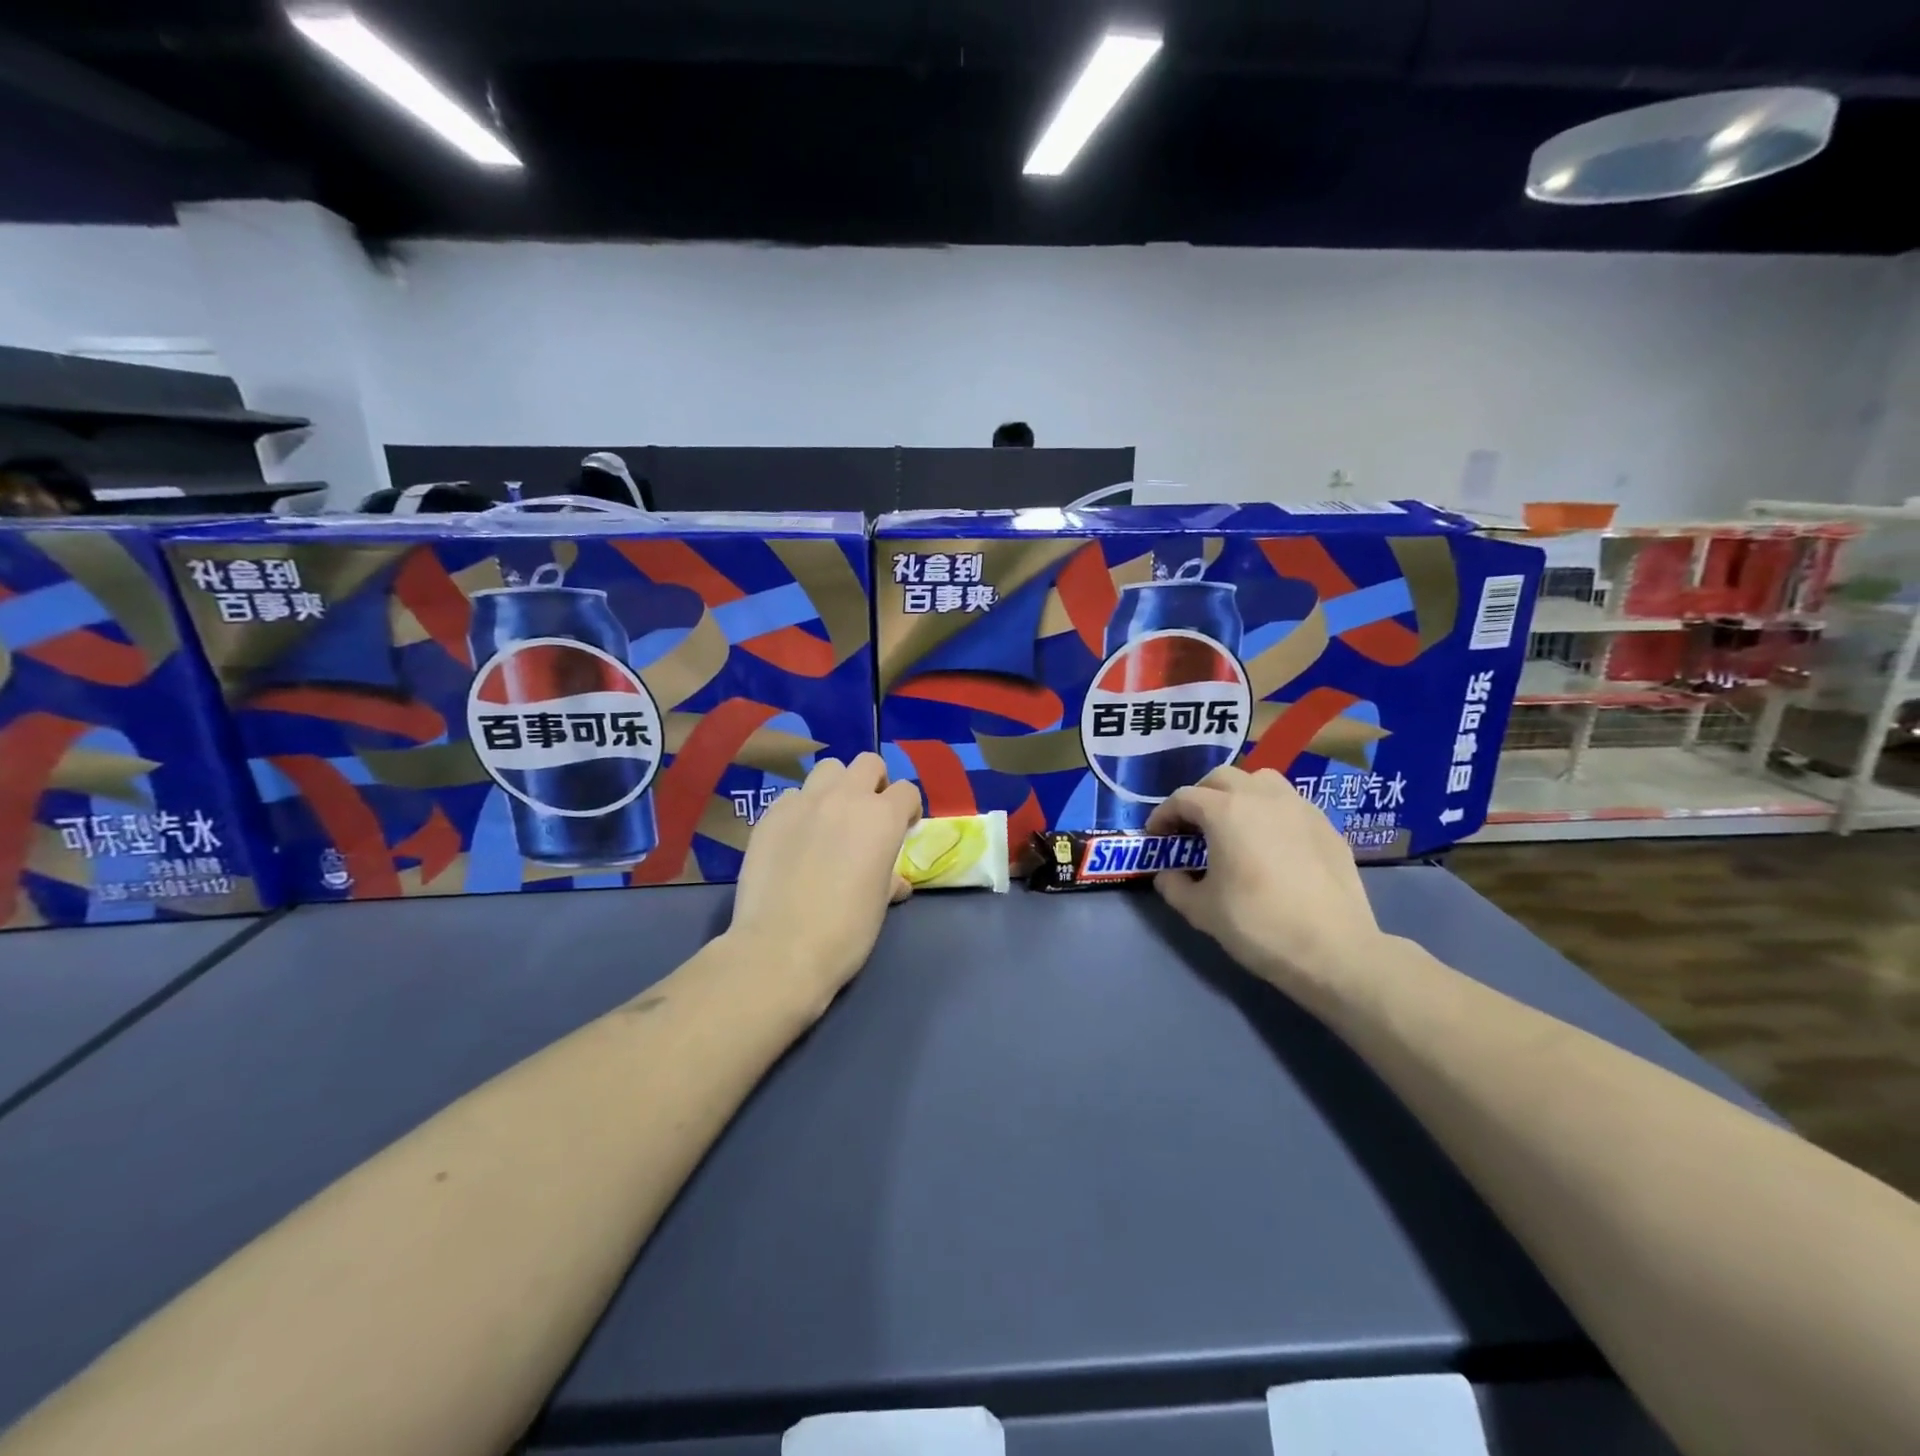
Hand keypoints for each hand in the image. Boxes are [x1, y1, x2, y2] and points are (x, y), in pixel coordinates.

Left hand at [727, 754, 921, 1009]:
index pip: (907, 790)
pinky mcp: (770, 814)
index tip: (904, 829)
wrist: (780, 948)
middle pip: (868, 763)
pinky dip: (802, 808)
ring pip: (828, 769)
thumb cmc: (845, 932)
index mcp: (882, 818)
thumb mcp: (879, 905)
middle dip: (875, 783)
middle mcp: (845, 798)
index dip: (908, 808)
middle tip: (868, 815)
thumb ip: (889, 879)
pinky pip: (793, 795)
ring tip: (830, 817)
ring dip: (837, 786)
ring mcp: (804, 802)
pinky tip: (796, 837)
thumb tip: (894, 882)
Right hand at [1146, 765, 1382, 997]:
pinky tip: (1272, 843)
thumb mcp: (1201, 911)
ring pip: (1262, 780)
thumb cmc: (1258, 925)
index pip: (1183, 798)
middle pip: (1222, 778)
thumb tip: (1167, 875)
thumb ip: (1174, 886)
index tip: (1156, 836)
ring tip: (1234, 824)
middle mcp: (1262, 796)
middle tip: (1192, 827)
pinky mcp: (1327, 825)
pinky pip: (1290, 803)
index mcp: (1226, 812)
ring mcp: (1300, 807)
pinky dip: (1271, 811)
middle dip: (1200, 797)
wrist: (1334, 950)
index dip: (1163, 815)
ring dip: (1239, 793)